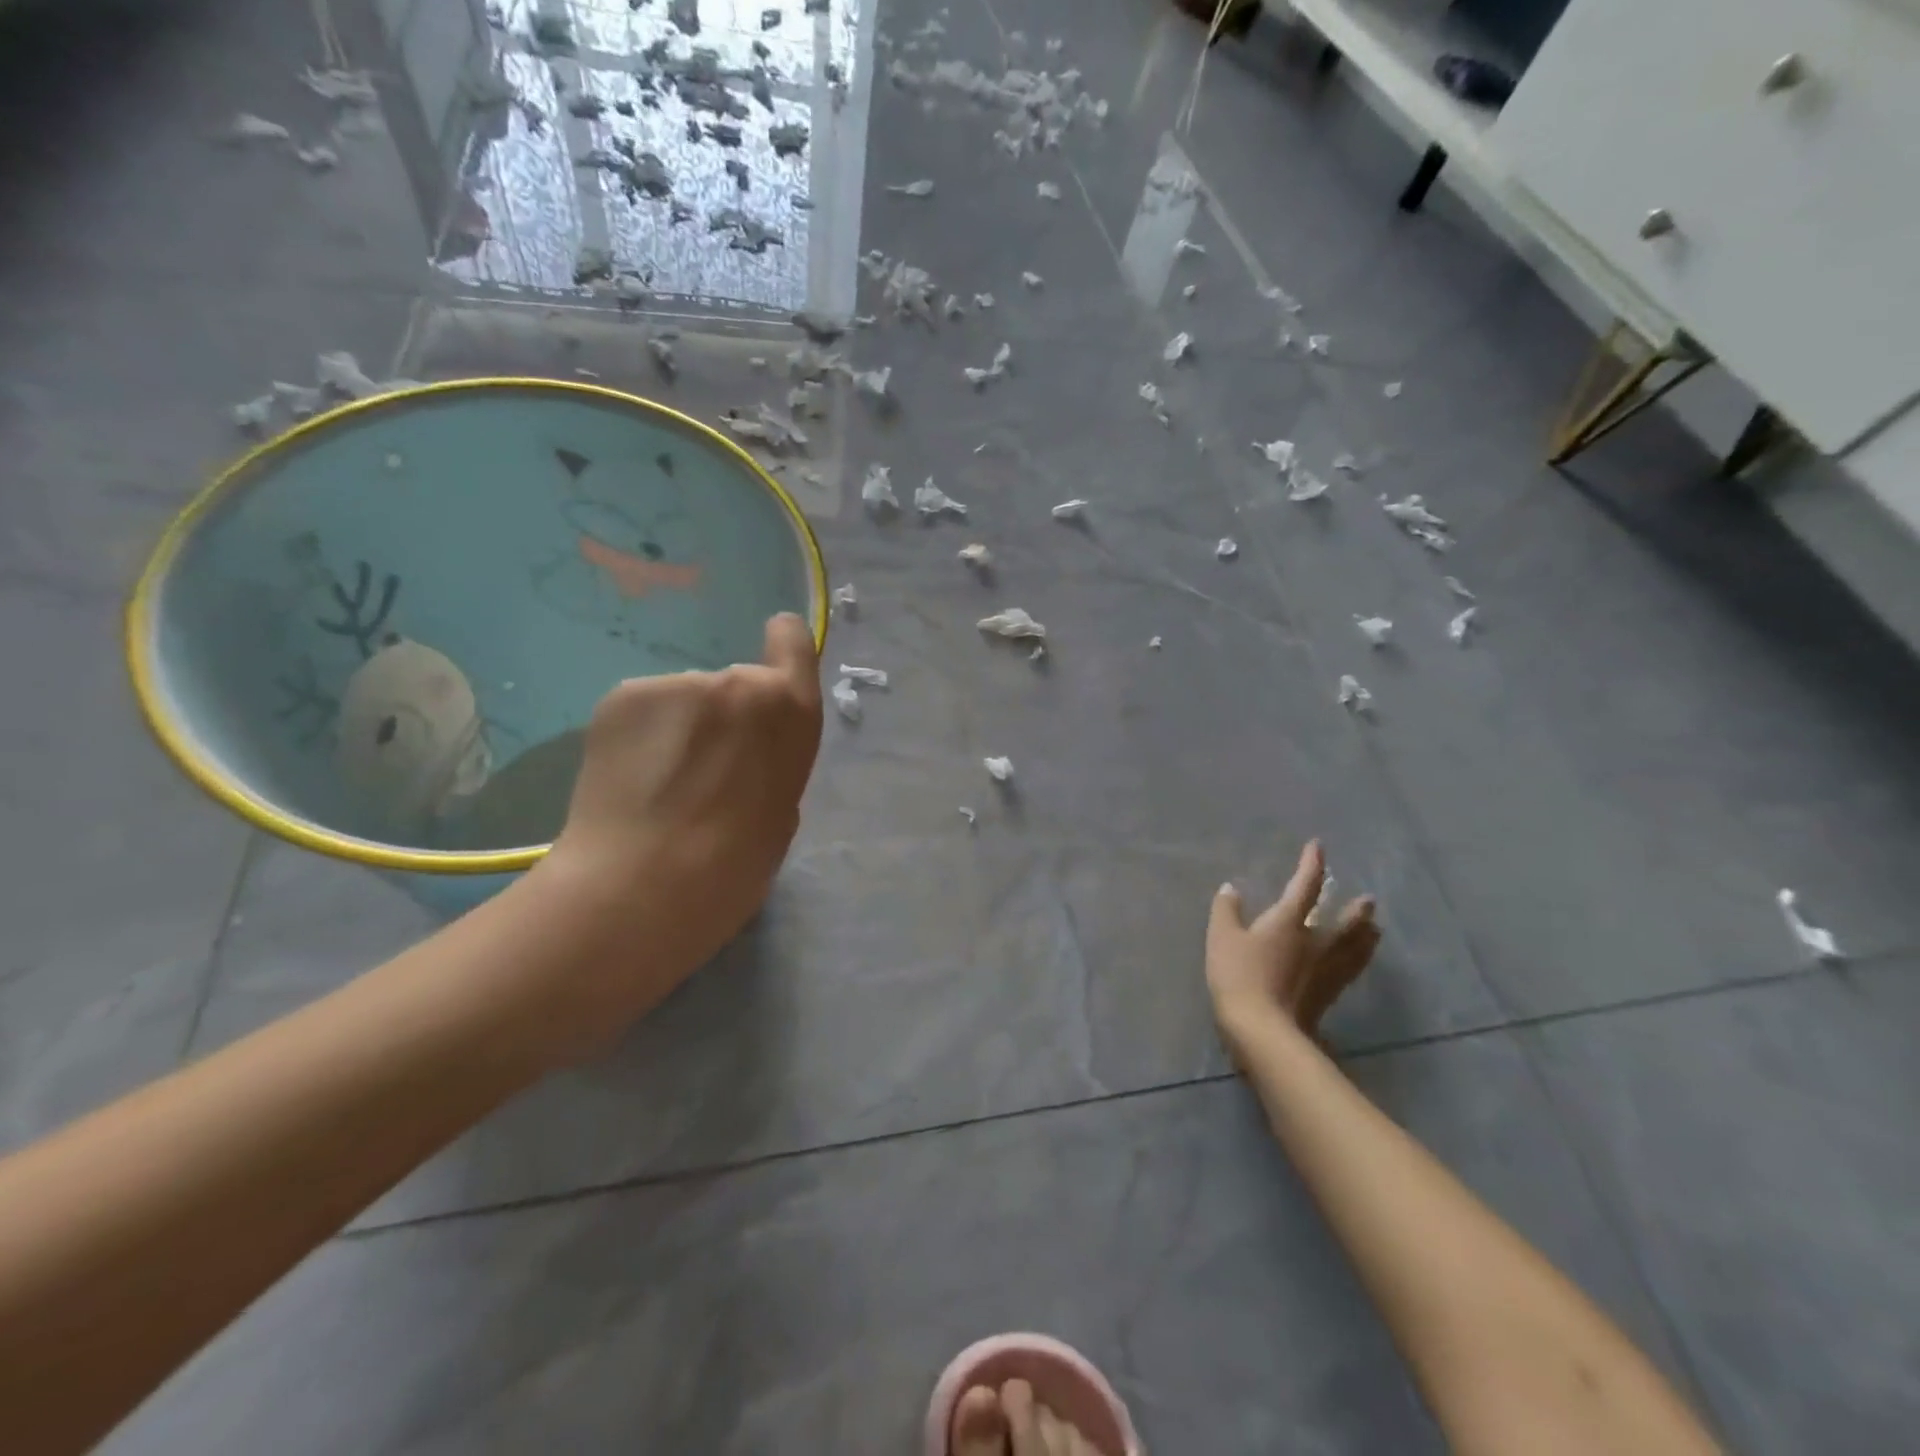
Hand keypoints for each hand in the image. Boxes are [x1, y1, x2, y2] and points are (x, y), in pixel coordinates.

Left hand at [529, 613, 821, 1050]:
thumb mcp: (782, 811)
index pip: (792, 642)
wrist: (643, 888)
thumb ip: (774, 761)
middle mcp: (737, 682)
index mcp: (790, 712)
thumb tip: (747, 753)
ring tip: (657, 787)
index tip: (770, 659)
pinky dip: (638, 737)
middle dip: (722, 717)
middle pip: (733, 685)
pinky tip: (628, 781)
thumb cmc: (735, 868)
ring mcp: (676, 684)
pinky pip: (642, 711)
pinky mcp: (621, 695)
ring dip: (677, 730)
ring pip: (683, 702)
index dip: (782, 645)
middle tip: (701, 773)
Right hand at [1206, 840, 1379, 1058]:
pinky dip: (1358, 961)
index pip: (1305, 885)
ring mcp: (1326, 970)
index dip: (1312, 864)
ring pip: (1355, 948)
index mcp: (1289, 921)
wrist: (1262, 1028)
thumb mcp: (1222, 937)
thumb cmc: (1239, 975)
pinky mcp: (1329, 994)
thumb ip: (1227, 910)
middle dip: (1356, 909)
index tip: (1318, 847)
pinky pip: (1350, 970)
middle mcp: (1316, 941)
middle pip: (1344, 921)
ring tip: (1376, 930)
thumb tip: (1231, 888)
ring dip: (1366, 936)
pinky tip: (1357, 963)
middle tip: (1369, 900)